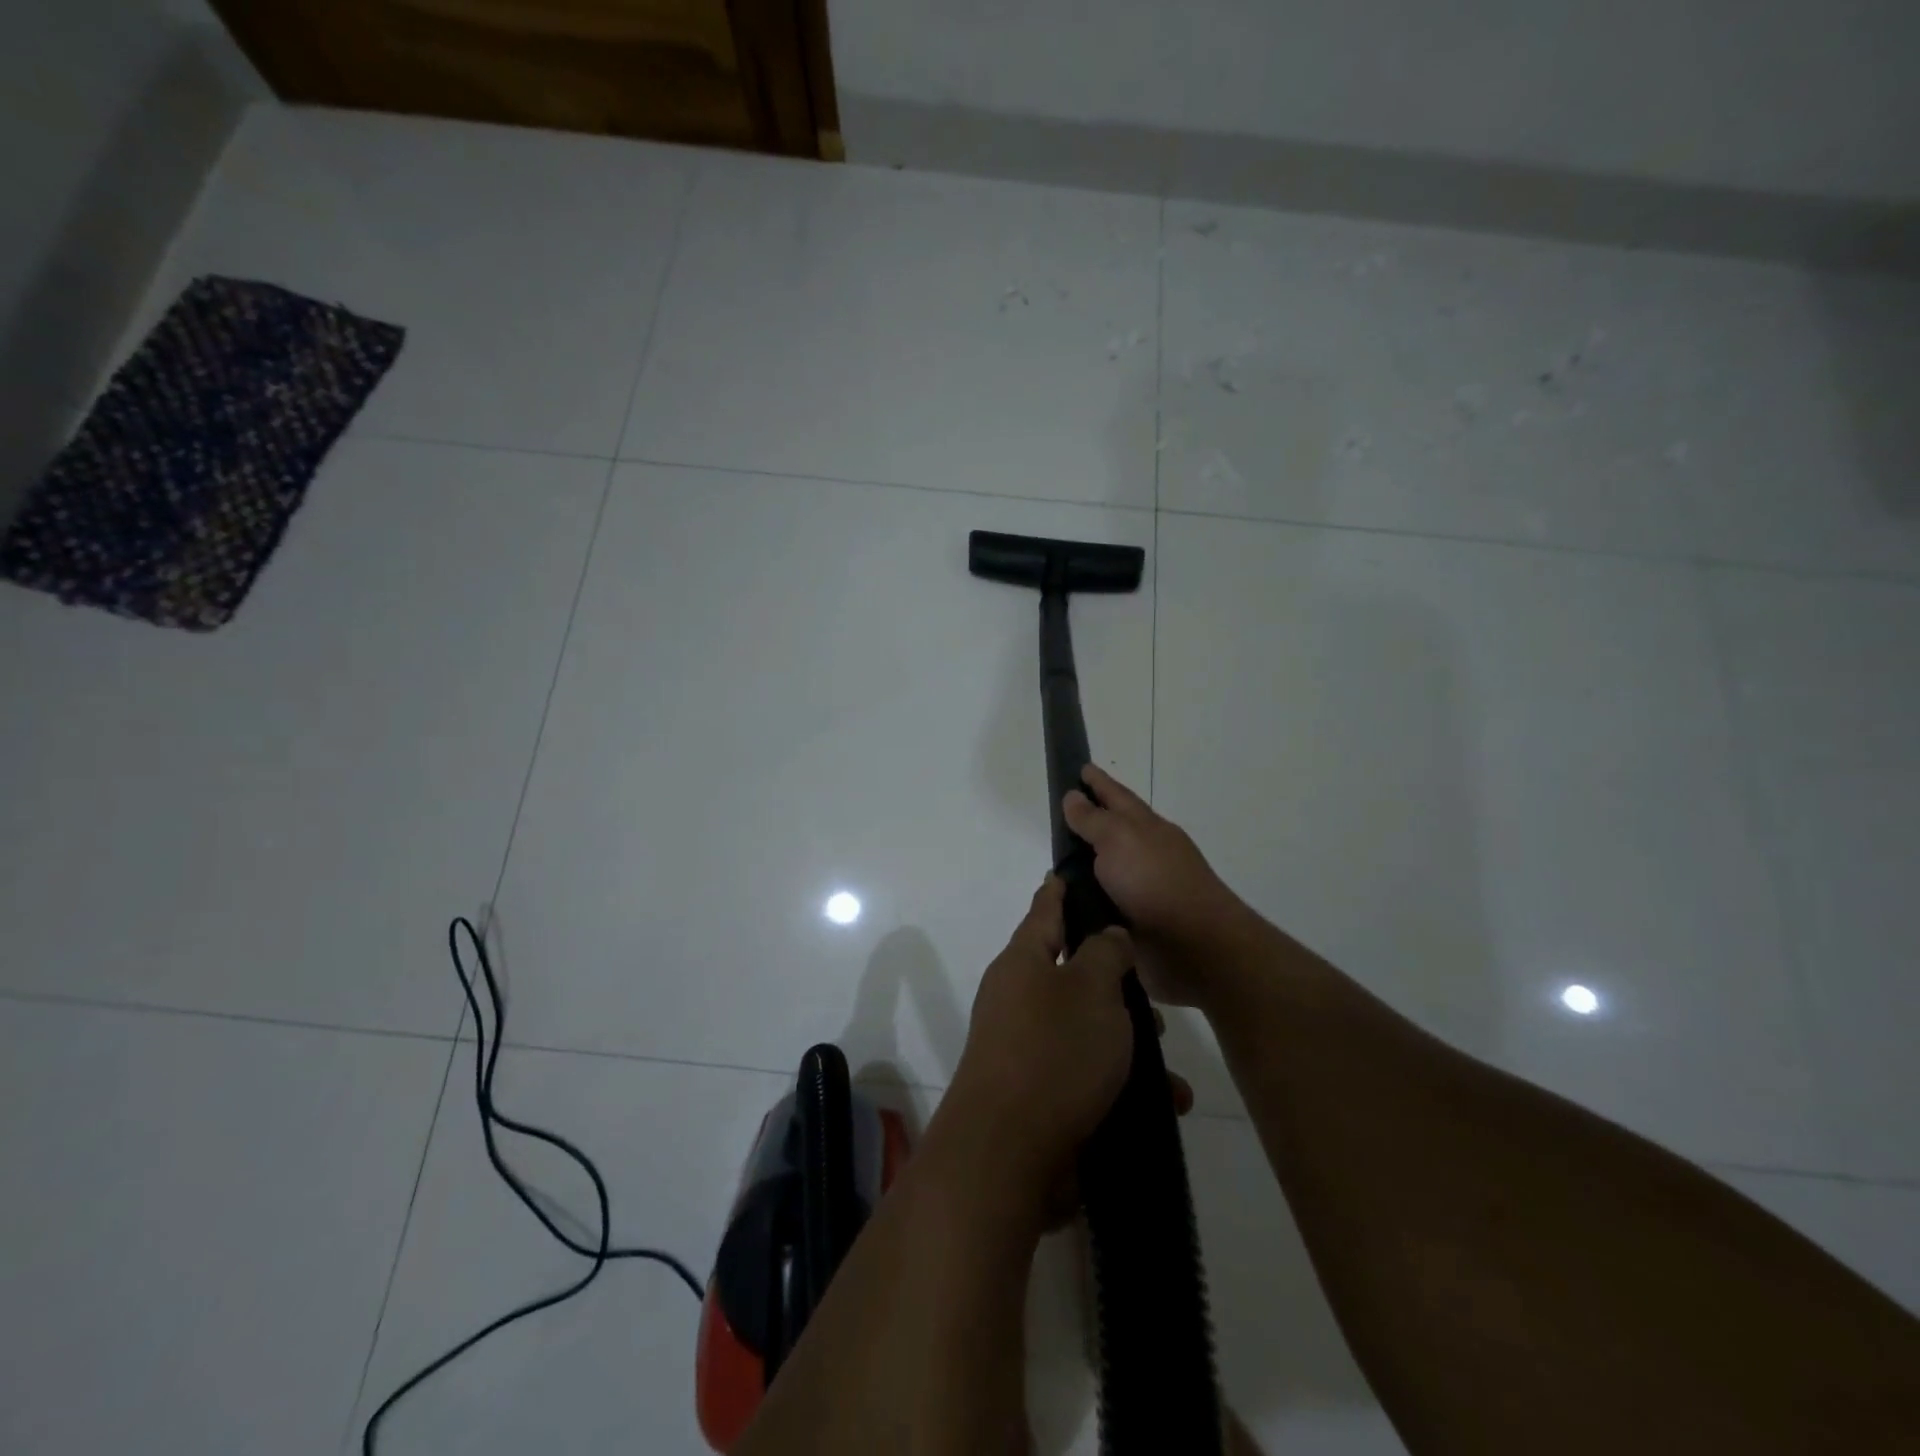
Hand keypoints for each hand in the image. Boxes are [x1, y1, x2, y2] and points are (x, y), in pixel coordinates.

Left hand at [945, 877, 1136, 1189]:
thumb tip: (1107, 935)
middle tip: (1150, 991)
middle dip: (1113, 983)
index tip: (1066, 872)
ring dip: (1126, 1042)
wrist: (1008, 1154)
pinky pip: (1086, 1075)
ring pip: (1085, 1029)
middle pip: (1069, 974)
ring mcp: (1023, 1048)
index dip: (1059, 891)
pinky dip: (1121, 1084)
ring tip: (1169, 1065)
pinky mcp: (1037, 1094)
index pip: (1044, 911)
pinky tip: (1163, 1105)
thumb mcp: (1092, 989)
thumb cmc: (1054, 1052)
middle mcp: (1017, 999)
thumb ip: (1105, 954)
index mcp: (1023, 962)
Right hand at [1062, 765, 1252, 1006]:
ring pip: (1102, 876)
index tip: (1080, 768)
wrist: (1194, 948)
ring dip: (1080, 875)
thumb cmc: (1156, 882)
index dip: (1098, 782)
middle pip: (1110, 836)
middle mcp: (1143, 857)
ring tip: (1048, 874)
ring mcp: (1139, 893)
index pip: (1116, 796)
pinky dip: (1082, 908)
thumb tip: (1073, 796)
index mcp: (1145, 829)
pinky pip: (1098, 911)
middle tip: (1053, 822)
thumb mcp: (1120, 838)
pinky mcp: (1132, 928)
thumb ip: (1093, 820)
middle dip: (1085, 828)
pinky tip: (1060, 912)